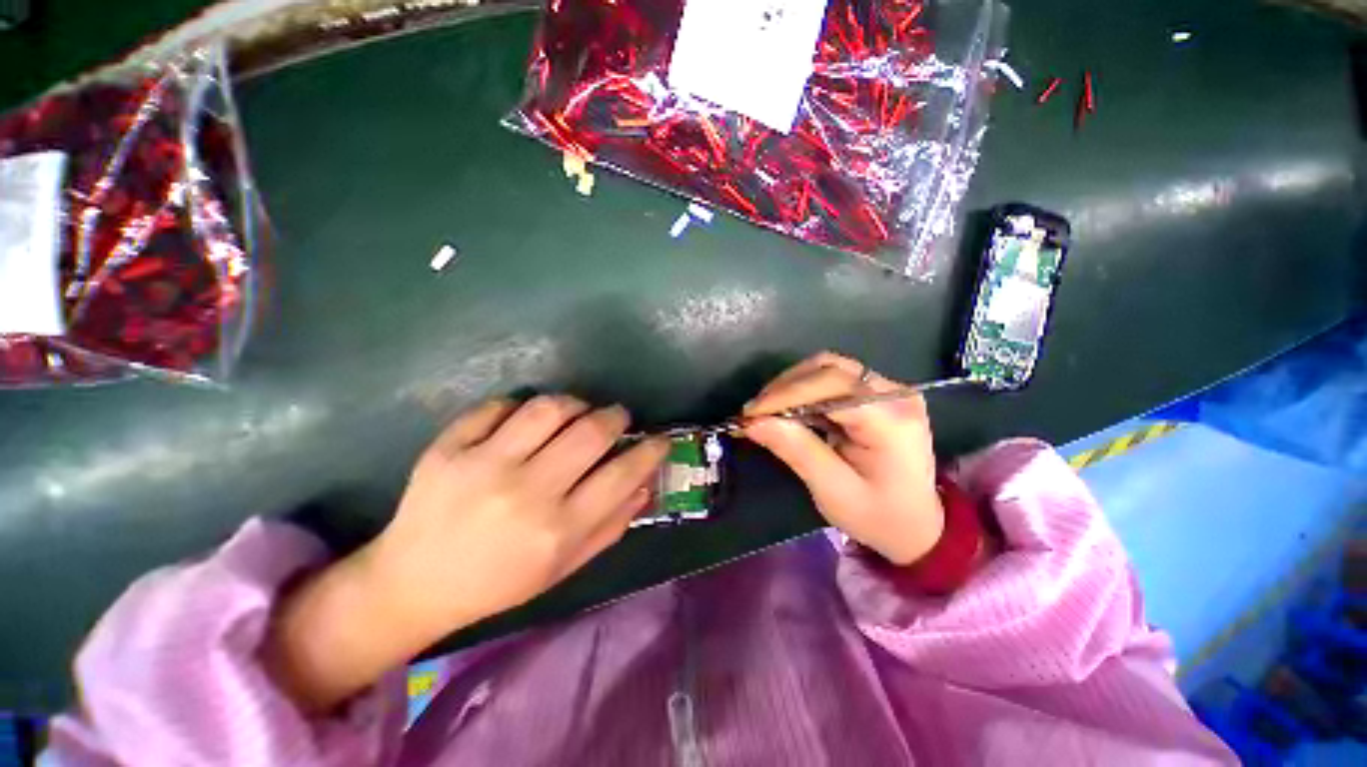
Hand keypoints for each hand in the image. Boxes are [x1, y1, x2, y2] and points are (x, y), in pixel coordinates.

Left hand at [266, 396, 667, 711]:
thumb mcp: (563, 567)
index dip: (650, 451)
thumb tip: (647, 485)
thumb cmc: (497, 583)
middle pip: (589, 432)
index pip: (622, 475)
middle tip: (618, 418)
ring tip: (577, 412)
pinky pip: (497, 406)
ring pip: (547, 409)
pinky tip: (525, 420)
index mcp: (556, 530)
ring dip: (574, 404)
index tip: (659, 440)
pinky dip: (520, 406)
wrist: (413, 584)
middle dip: (616, 417)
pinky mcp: (447, 448)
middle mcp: (524, 493)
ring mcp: (482, 465)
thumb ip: (610, 526)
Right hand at [743, 352, 942, 566]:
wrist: (917, 525)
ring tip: (768, 408)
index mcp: (892, 421)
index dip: (786, 394)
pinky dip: (805, 388)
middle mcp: (896, 394)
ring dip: (793, 384)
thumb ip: (796, 450)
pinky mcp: (880, 392)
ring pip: (829, 367)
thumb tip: (754, 422)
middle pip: (829, 369)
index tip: (750, 413)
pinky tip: (789, 407)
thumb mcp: (833, 491)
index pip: (831, 387)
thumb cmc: (877, 516)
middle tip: (754, 412)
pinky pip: (834, 377)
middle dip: (785, 387)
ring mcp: (890, 389)